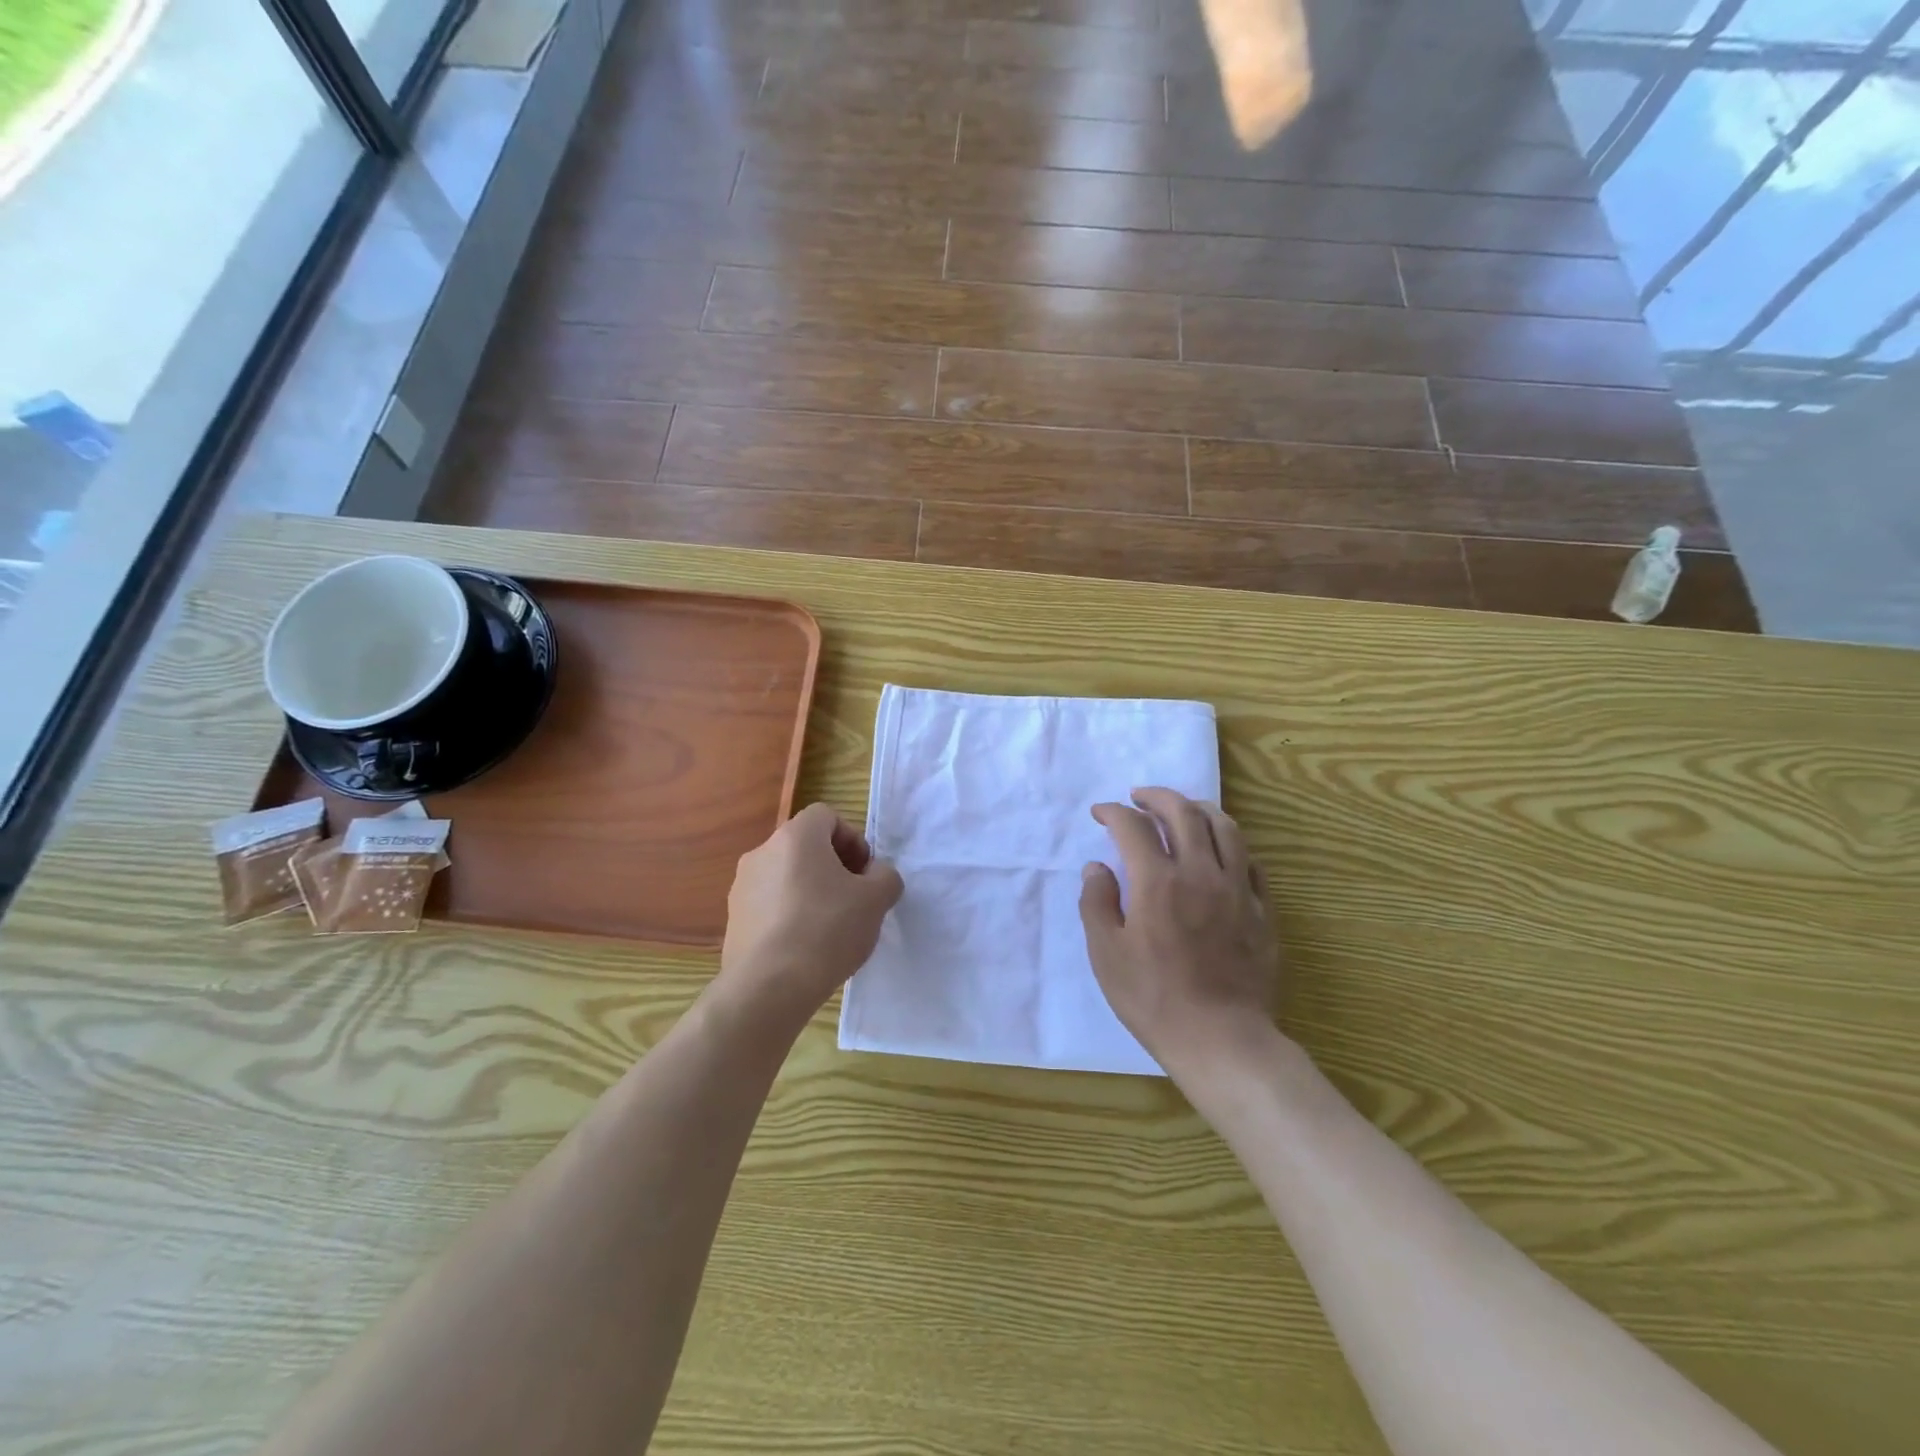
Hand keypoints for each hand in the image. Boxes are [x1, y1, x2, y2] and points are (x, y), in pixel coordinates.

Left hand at [718, 803, 903, 1033]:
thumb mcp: (876, 900)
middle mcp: (762, 852)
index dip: (852, 839)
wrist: (769, 987)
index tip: (864, 873)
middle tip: (853, 899)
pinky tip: (804, 947)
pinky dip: (788, 915)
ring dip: (809, 891)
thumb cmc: (827, 929)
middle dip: (833, 866)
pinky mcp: (732, 920)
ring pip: (785, 876)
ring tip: (829, 927)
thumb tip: (876, 876)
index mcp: (796, 836)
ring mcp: (741, 886)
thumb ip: (885, 877)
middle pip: (805, 846)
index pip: (826, 816)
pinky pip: (769, 905)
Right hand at [1079, 788, 1279, 1080]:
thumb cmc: (1153, 999)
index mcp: (1157, 882)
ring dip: (1199, 808)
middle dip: (1157, 797)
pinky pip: (1250, 861)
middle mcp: (1200, 872)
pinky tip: (1220, 851)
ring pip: (1225, 827)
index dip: (1113, 812)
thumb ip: (1096, 903)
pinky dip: (1230, 844)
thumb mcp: (1106, 954)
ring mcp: (1237, 889)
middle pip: (1183, 812)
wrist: (1221, 1039)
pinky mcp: (1262, 909)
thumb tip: (1097, 867)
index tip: (1101, 813)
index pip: (1133, 827)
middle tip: (1139, 798)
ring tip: (1183, 809)